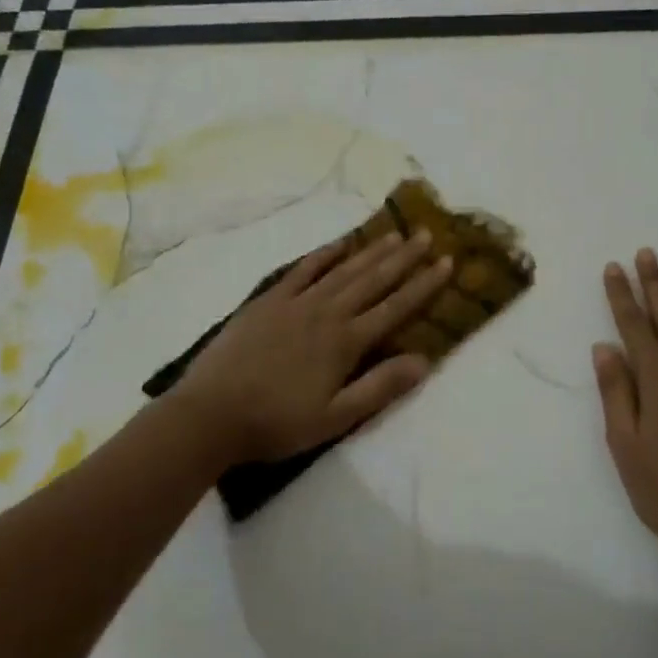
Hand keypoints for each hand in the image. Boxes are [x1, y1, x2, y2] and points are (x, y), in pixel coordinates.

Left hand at [171, 230, 452, 464]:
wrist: (211, 414)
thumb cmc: (277, 423)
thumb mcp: (336, 418)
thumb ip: (380, 387)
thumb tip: (425, 361)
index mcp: (345, 342)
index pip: (395, 308)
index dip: (423, 285)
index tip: (447, 263)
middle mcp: (326, 313)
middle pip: (373, 280)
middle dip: (404, 258)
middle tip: (428, 235)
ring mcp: (295, 303)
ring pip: (342, 270)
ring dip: (371, 252)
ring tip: (395, 234)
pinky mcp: (267, 301)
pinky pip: (301, 270)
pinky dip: (323, 255)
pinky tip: (339, 244)